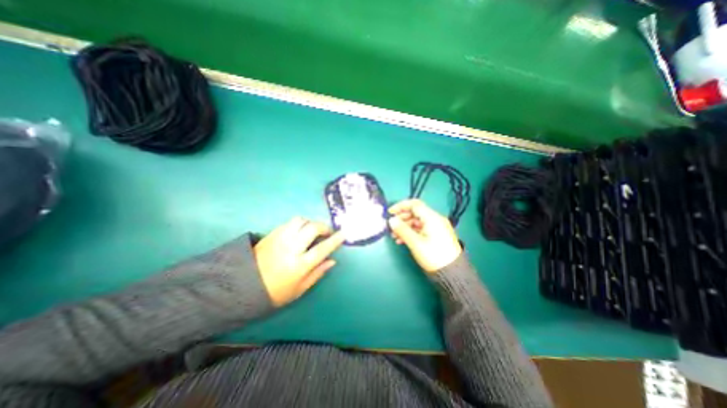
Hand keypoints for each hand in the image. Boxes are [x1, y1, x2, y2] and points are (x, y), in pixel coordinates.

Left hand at [255, 216, 345, 304]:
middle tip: (327, 232)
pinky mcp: (271, 234)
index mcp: (299, 265)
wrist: (242, 286)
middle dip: (324, 227)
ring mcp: (280, 239)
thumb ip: (317, 273)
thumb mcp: (299, 289)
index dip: (335, 240)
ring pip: (300, 221)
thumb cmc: (275, 292)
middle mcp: (291, 248)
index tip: (343, 233)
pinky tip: (300, 231)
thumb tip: (333, 260)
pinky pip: (289, 222)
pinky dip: (299, 224)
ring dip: (310, 223)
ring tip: (313, 230)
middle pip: (312, 228)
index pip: (322, 248)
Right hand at [389, 198, 461, 272]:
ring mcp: (436, 228)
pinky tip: (402, 240)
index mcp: (432, 218)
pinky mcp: (436, 236)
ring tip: (394, 236)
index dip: (401, 206)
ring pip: (416, 222)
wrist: (452, 273)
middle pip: (415, 213)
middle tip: (391, 226)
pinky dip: (411, 232)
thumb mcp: (415, 243)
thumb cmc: (433, 255)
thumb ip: (402, 229)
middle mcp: (435, 220)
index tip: (390, 212)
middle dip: (401, 218)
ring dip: (404, 226)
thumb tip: (391, 220)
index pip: (414, 204)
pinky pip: (420, 229)